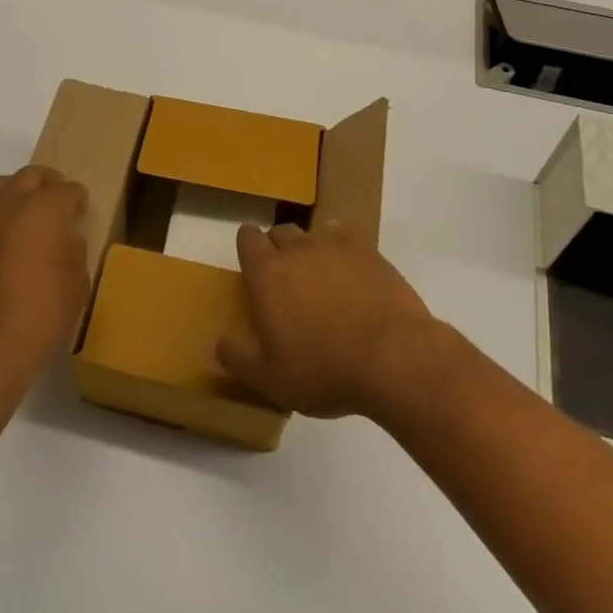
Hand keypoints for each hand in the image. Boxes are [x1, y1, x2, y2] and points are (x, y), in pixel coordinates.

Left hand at [0, 165, 89, 388]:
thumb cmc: (43, 313)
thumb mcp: (78, 282)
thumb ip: (73, 249)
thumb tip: (63, 239)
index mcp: (45, 207)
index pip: (68, 190)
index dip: (78, 200)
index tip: (82, 211)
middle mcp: (11, 204)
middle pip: (30, 176)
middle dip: (47, 183)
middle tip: (57, 201)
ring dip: (14, 194)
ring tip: (24, 215)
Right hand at [216, 221, 440, 418]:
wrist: (392, 357)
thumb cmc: (324, 370)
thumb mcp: (271, 381)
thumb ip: (239, 360)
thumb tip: (220, 344)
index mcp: (268, 273)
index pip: (247, 237)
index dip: (248, 248)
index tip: (253, 267)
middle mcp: (297, 249)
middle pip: (280, 231)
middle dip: (278, 249)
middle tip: (286, 283)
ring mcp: (334, 246)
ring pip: (313, 233)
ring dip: (310, 250)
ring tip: (320, 280)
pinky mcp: (368, 251)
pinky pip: (345, 237)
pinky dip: (342, 250)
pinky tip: (350, 273)